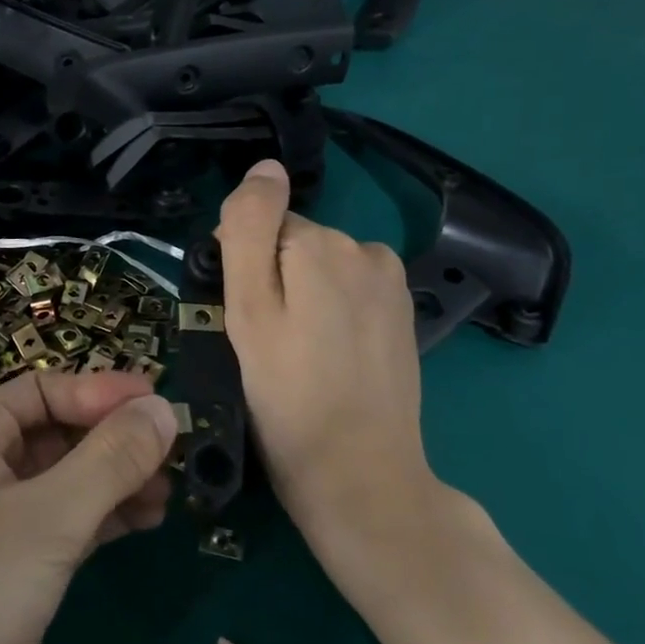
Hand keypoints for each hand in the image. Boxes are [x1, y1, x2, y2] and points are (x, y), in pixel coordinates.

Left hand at [0, 369, 176, 643]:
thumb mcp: (46, 519)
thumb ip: (110, 460)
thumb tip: (162, 408)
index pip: (42, 390)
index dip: (100, 391)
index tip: (161, 403)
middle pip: (56, 433)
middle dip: (113, 438)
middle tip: (176, 450)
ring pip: (65, 482)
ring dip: (115, 480)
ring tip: (169, 490)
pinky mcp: (11, 573)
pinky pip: (66, 525)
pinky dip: (104, 519)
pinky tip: (146, 521)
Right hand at [216, 159, 439, 592]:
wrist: (360, 476)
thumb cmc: (288, 397)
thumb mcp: (248, 311)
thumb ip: (250, 230)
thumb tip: (265, 167)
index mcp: (323, 244)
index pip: (261, 228)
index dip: (242, 272)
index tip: (242, 323)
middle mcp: (366, 250)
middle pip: (293, 246)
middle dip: (275, 283)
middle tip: (268, 347)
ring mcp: (391, 284)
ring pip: (320, 270)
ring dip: (303, 300)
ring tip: (299, 358)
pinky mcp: (402, 315)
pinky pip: (349, 293)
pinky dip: (332, 315)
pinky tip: (330, 360)